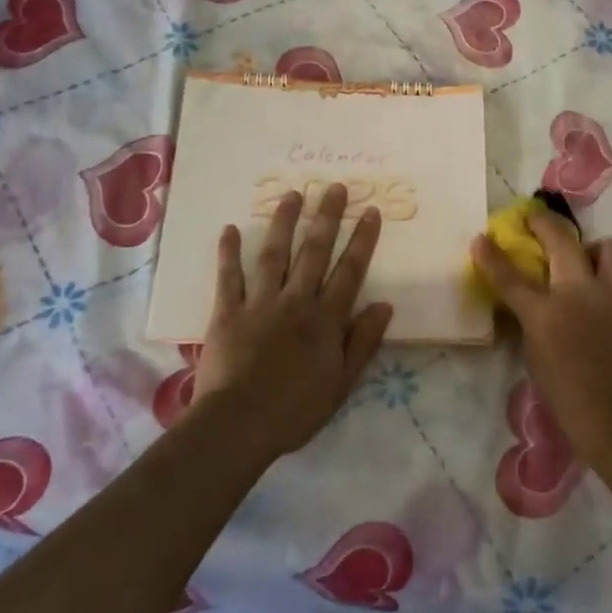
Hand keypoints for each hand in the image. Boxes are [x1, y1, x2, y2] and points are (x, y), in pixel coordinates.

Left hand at [193, 184, 392, 457]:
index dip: (362, 240)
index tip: (370, 211)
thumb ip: (363, 342)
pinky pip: (228, 277)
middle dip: (327, 217)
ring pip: (274, 254)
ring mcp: (259, 303)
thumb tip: (384, 305)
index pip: (349, 271)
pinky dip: (228, 252)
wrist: (239, 425)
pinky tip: (229, 228)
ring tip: (292, 195)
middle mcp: (296, 301)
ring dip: (284, 222)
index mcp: (325, 320)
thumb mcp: (342, 384)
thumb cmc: (295, 410)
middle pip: (314, 251)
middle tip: (334, 186)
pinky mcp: (227, 312)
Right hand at [470, 210, 611, 460]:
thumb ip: (532, 324)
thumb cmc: (570, 399)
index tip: (481, 238)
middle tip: (537, 221)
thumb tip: (532, 305)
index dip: (491, 255)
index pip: (509, 276)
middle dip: (544, 223)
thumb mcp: (536, 358)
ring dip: (596, 252)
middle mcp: (579, 292)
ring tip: (593, 266)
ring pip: (609, 247)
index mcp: (544, 313)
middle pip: (560, 239)